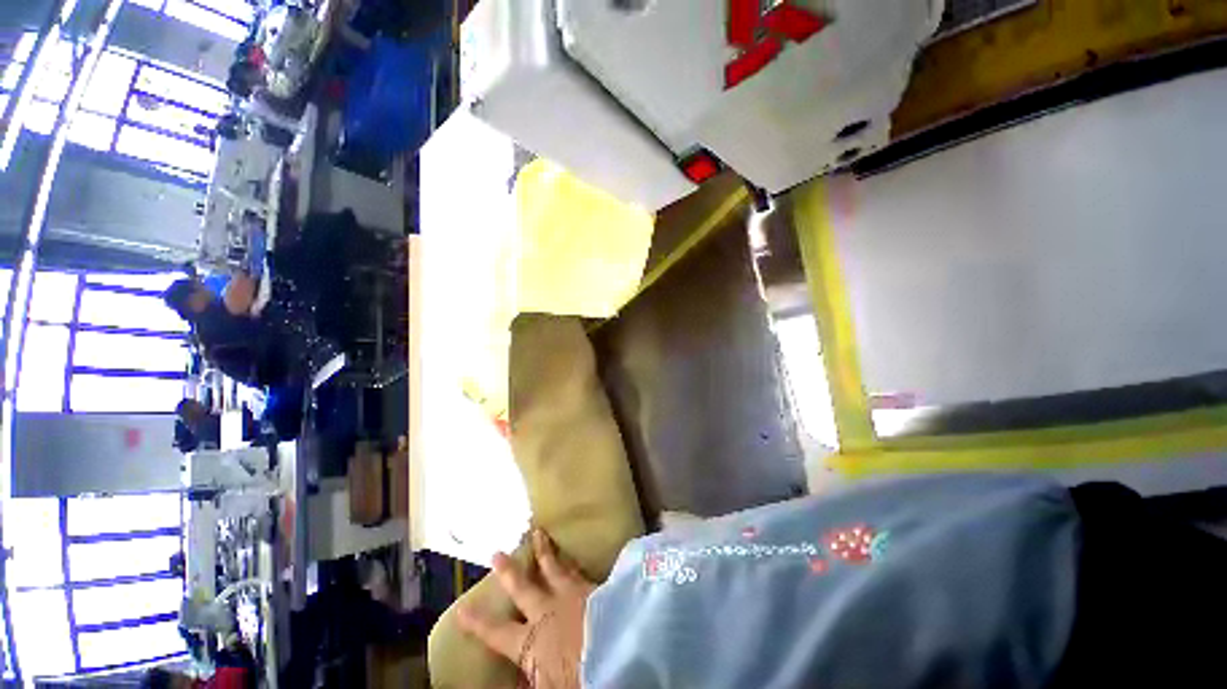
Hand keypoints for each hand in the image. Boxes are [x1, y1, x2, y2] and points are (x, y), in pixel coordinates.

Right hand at [458, 529, 594, 688]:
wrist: (619, 654)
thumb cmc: (578, 678)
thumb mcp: (548, 687)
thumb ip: (530, 680)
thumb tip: (513, 680)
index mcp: (531, 641)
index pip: (497, 633)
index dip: (478, 623)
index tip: (462, 608)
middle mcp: (547, 611)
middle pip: (524, 588)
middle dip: (510, 571)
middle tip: (498, 553)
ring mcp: (572, 594)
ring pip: (554, 568)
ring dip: (544, 551)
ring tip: (539, 533)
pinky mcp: (594, 587)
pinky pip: (579, 570)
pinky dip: (572, 561)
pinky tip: (572, 553)